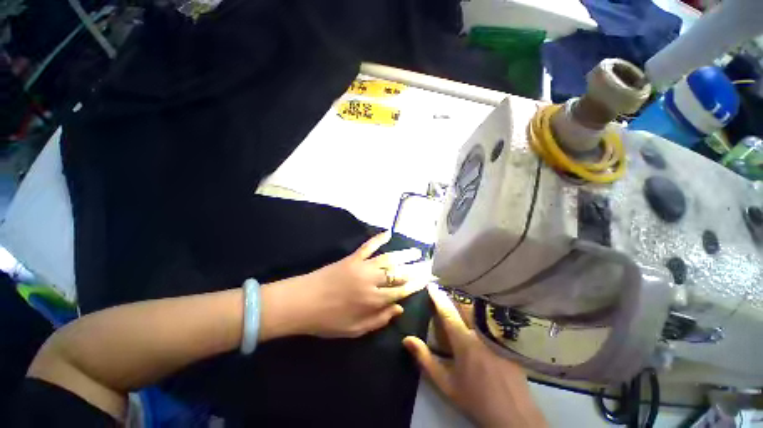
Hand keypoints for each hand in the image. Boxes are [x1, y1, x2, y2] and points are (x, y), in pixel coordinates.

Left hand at [287, 231, 428, 337]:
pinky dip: (378, 238)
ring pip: (388, 259)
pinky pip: (368, 246)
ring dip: (403, 255)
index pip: (400, 292)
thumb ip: (379, 319)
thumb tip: (399, 309)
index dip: (414, 286)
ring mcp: (362, 266)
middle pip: (398, 274)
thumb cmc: (327, 320)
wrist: (301, 302)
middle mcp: (372, 281)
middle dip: (414, 270)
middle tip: (427, 265)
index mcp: (373, 300)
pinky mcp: (352, 258)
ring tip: (416, 252)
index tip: (426, 280)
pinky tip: (388, 232)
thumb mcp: (354, 329)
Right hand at [403, 285, 546, 427]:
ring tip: (457, 305)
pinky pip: (489, 320)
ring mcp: (496, 335)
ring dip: (464, 305)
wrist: (514, 416)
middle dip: (451, 299)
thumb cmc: (476, 399)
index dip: (438, 297)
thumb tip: (407, 339)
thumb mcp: (446, 384)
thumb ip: (425, 360)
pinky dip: (478, 315)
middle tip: (442, 296)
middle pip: (464, 306)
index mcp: (464, 341)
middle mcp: (480, 332)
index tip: (431, 285)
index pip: (448, 311)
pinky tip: (476, 321)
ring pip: (477, 312)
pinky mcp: (507, 340)